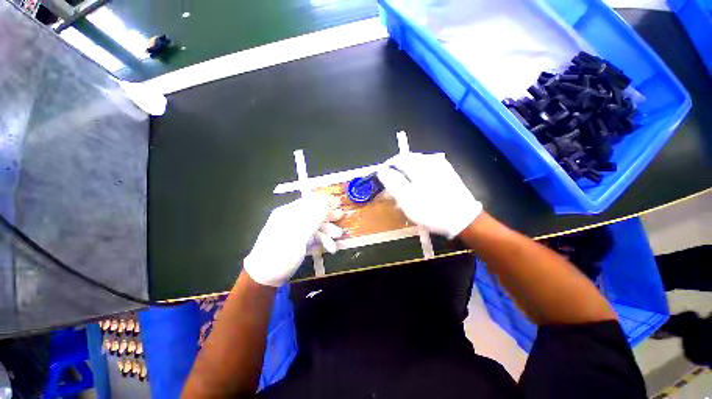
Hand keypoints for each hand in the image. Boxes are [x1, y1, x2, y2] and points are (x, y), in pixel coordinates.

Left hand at [243, 196, 341, 286]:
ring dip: (326, 231)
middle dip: (327, 216)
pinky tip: (329, 248)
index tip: (337, 203)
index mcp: (287, 213)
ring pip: (314, 226)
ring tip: (338, 237)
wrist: (265, 278)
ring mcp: (294, 231)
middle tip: (340, 217)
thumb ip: (313, 218)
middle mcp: (291, 219)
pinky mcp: (297, 241)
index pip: (308, 201)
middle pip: (312, 213)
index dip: (323, 201)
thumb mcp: (298, 236)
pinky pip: (311, 237)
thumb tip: (326, 202)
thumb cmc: (280, 254)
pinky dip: (321, 241)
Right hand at [377, 152, 481, 237]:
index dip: (388, 168)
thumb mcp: (406, 199)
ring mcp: (441, 166)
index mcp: (420, 165)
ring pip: (417, 166)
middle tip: (393, 187)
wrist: (463, 219)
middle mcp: (431, 160)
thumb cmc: (431, 210)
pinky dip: (419, 177)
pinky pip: (427, 170)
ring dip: (408, 175)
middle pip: (408, 161)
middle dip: (398, 172)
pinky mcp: (447, 173)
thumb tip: (382, 170)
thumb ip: (392, 182)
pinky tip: (419, 189)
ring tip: (405, 190)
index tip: (383, 180)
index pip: (397, 159)